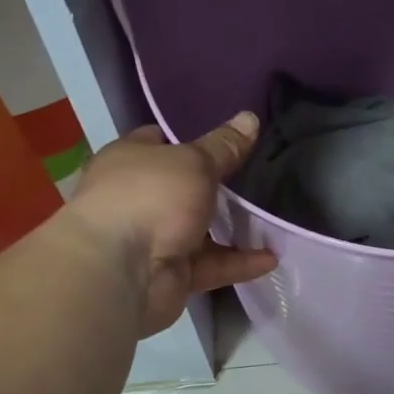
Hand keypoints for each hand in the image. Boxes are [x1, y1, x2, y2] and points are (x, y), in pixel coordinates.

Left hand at [69, 114, 276, 335]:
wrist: (121, 273)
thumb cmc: (151, 197)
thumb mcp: (194, 162)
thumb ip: (224, 146)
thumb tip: (250, 118)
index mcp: (130, 160)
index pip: (159, 140)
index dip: (191, 137)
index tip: (228, 138)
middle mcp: (137, 197)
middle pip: (182, 187)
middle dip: (216, 185)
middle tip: (259, 175)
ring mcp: (152, 238)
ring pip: (199, 229)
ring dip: (231, 227)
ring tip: (271, 217)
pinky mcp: (170, 275)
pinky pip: (210, 265)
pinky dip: (237, 263)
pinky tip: (271, 258)